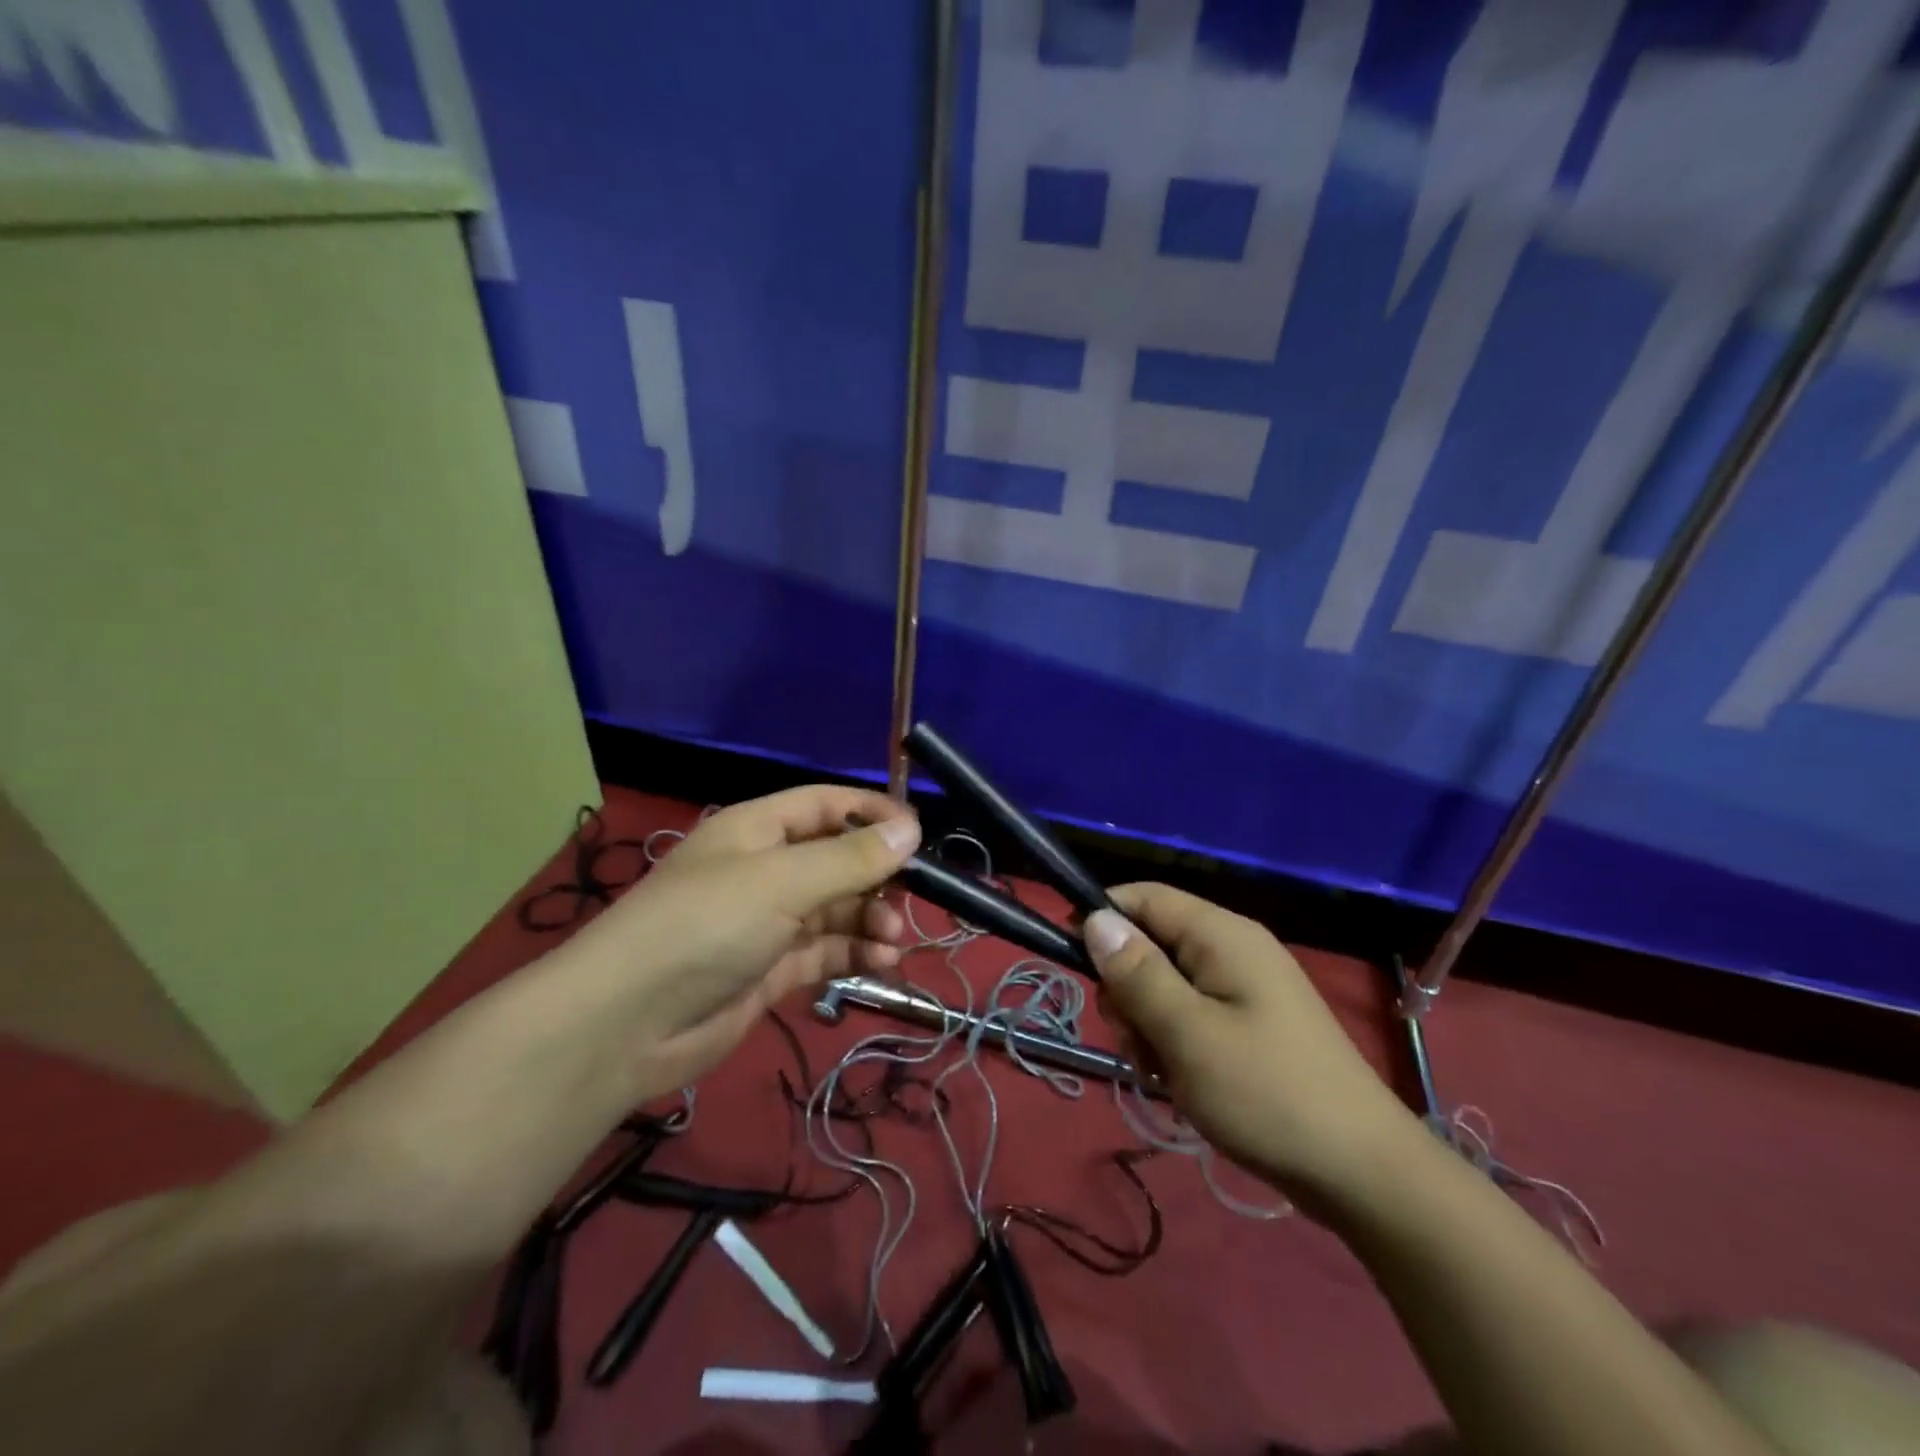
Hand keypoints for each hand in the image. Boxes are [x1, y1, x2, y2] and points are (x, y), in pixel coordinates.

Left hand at [558, 786, 920, 1098]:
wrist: (627, 1025)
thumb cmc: (705, 926)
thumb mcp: (782, 881)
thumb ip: (851, 858)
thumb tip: (911, 828)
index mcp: (758, 830)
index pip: (826, 805)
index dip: (872, 812)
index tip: (919, 833)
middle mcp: (765, 870)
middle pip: (837, 859)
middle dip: (876, 876)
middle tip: (911, 898)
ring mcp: (768, 922)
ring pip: (837, 909)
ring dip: (870, 919)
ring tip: (892, 939)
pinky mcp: (771, 970)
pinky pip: (826, 951)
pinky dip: (855, 953)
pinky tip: (881, 962)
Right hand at [1083, 884, 1418, 1205]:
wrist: (1362, 1174)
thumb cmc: (1266, 1092)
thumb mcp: (1187, 1033)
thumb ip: (1136, 973)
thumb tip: (1093, 917)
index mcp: (1221, 935)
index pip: (1143, 897)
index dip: (1101, 919)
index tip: (1072, 962)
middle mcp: (1232, 949)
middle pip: (1150, 943)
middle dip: (1127, 987)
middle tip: (1133, 1037)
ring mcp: (1243, 989)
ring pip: (1164, 985)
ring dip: (1147, 1023)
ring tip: (1160, 1070)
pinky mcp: (1248, 1026)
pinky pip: (1190, 1016)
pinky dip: (1172, 1043)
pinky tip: (1179, 1083)